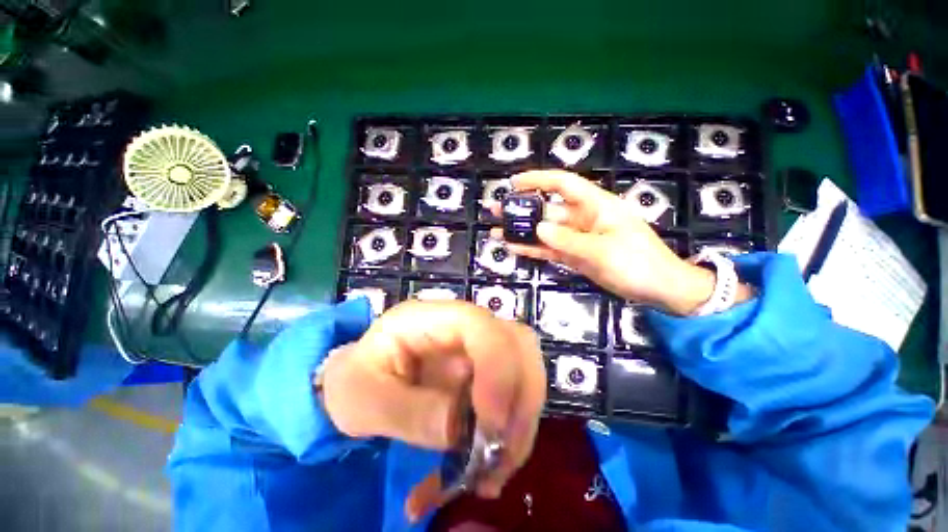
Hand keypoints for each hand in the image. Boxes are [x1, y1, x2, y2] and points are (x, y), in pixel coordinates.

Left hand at [319, 300, 545, 520]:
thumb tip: (460, 430)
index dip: (496, 367)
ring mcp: (479, 350)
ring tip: (490, 474)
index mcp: (430, 318)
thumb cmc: (354, 382)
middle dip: (520, 399)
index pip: (479, 325)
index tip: (490, 426)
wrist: (360, 384)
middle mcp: (465, 327)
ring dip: (519, 425)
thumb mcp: (362, 399)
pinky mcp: (485, 375)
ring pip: (525, 372)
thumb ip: (407, 412)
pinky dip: (509, 436)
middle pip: (518, 344)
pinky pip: (514, 399)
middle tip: (498, 457)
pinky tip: (485, 472)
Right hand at [491, 170, 750, 314]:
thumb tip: (538, 228)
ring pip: (545, 231)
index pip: (563, 184)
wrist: (659, 289)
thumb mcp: (604, 250)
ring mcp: (576, 238)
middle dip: (522, 209)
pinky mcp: (574, 255)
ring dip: (522, 231)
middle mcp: (583, 218)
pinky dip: (533, 249)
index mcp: (595, 206)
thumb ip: (569, 240)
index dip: (538, 180)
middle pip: (547, 209)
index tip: (514, 183)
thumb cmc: (639, 263)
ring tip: (497, 231)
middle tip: (496, 211)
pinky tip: (514, 248)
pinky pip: (549, 249)